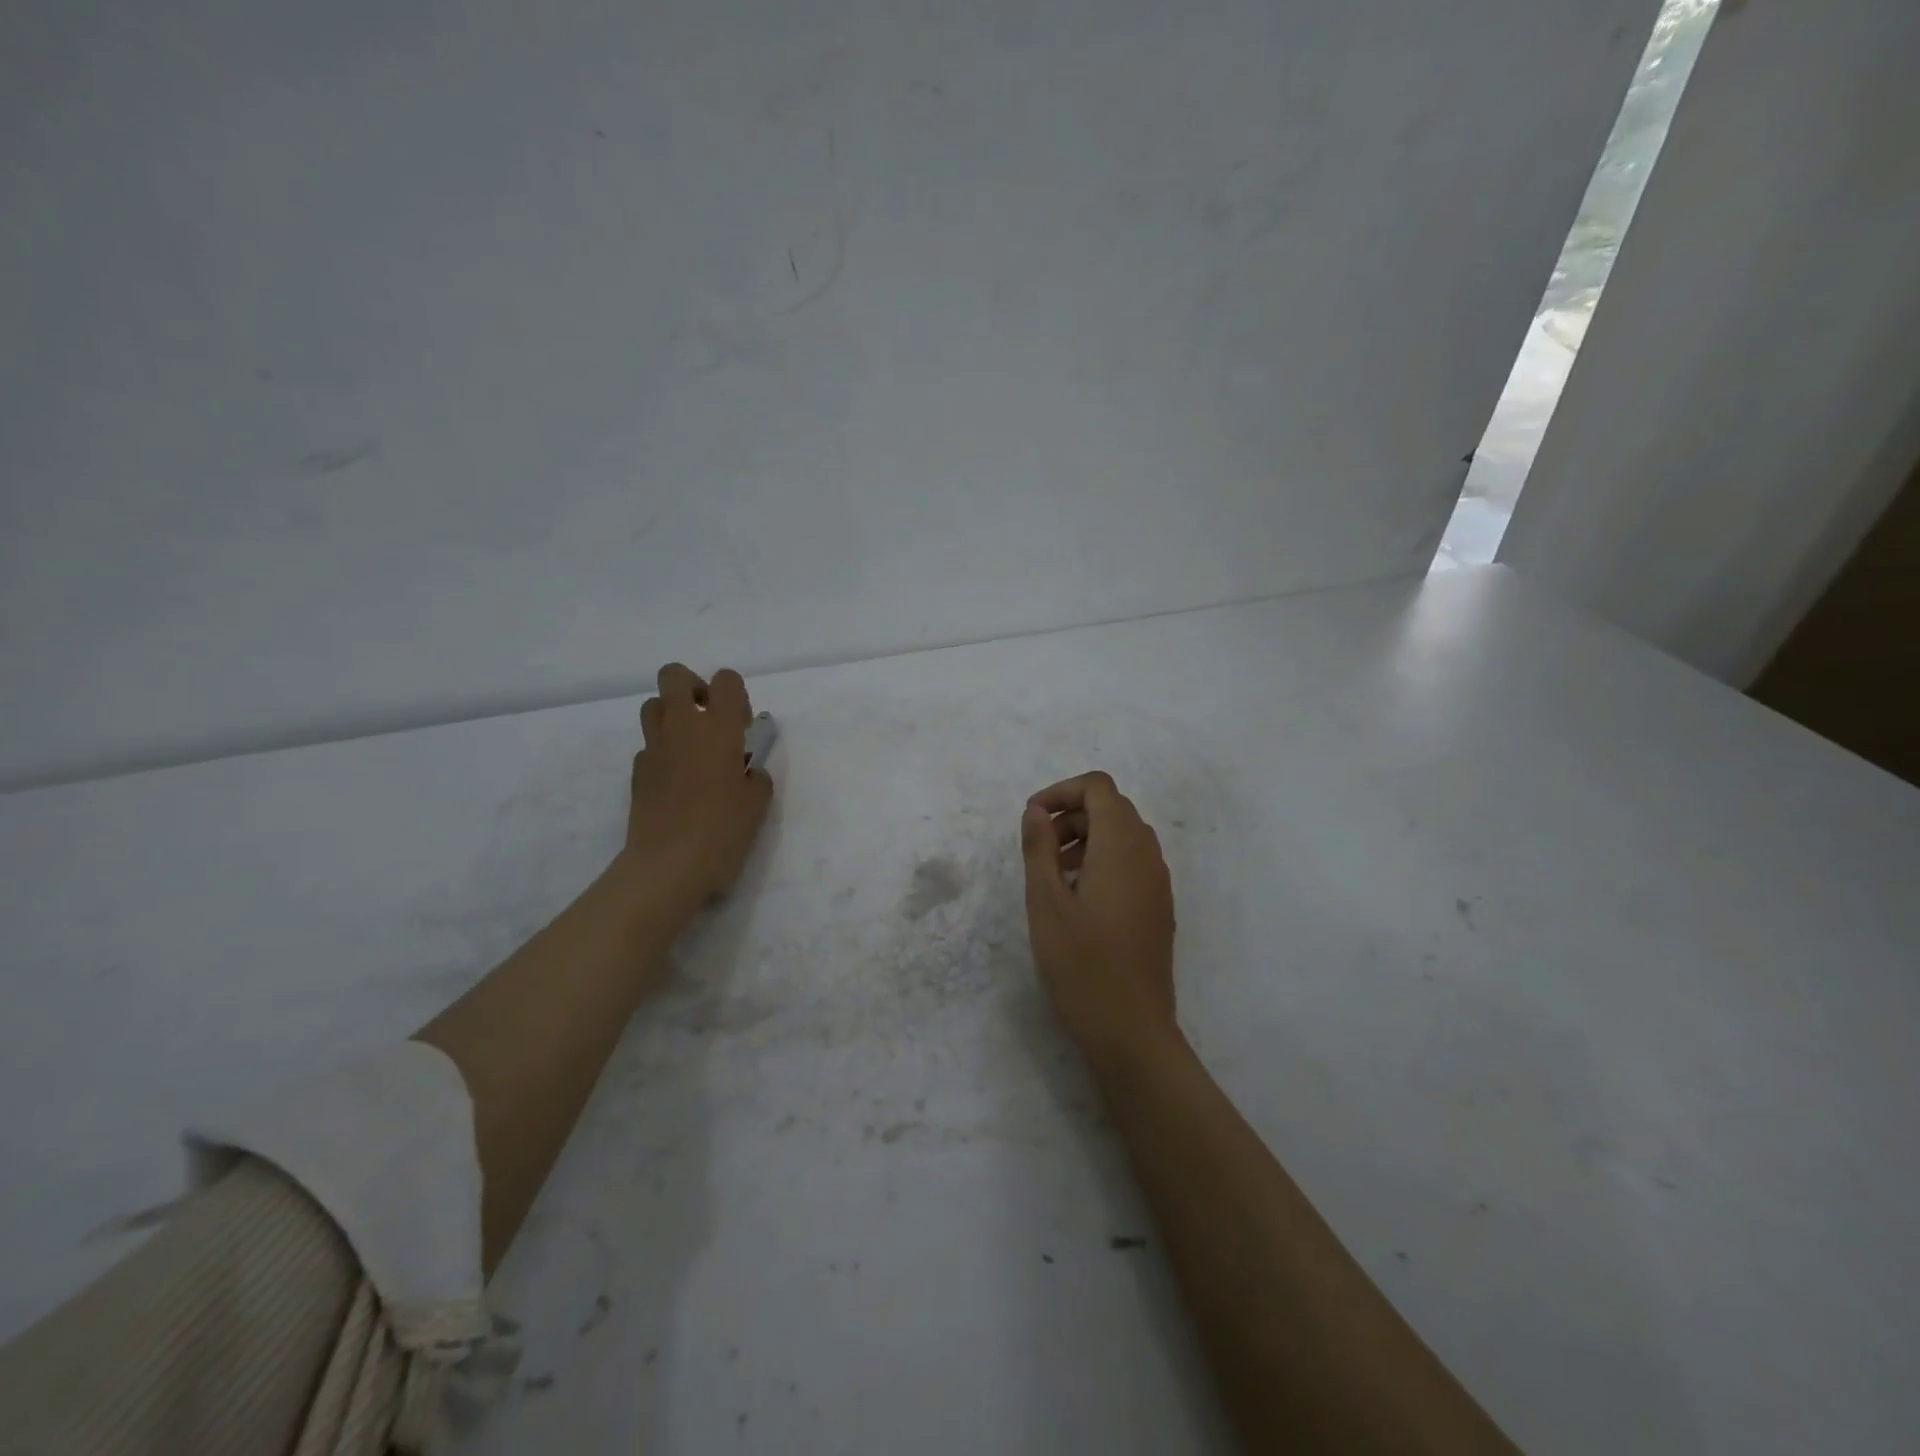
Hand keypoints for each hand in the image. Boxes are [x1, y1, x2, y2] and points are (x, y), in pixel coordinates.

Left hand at [628, 663, 773, 900]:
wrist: (667, 866)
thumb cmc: (722, 830)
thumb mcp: (757, 804)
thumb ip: (757, 778)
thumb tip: (749, 772)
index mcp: (719, 728)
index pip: (725, 680)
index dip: (735, 694)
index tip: (742, 725)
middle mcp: (682, 727)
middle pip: (675, 676)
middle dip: (693, 687)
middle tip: (709, 719)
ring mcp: (654, 747)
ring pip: (653, 705)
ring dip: (672, 714)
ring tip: (691, 747)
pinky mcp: (636, 772)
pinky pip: (649, 745)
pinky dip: (662, 752)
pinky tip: (676, 781)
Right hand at [1019, 771, 1178, 1059]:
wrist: (1132, 1029)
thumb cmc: (1082, 963)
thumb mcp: (1046, 902)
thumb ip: (1039, 848)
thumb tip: (1036, 810)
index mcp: (1121, 846)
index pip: (1098, 787)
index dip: (1062, 791)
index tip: (1032, 818)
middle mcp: (1147, 854)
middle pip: (1112, 808)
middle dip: (1072, 815)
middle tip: (1039, 847)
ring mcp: (1158, 881)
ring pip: (1124, 835)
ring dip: (1086, 837)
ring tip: (1054, 872)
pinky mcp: (1159, 905)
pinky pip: (1133, 862)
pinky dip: (1104, 859)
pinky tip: (1079, 897)